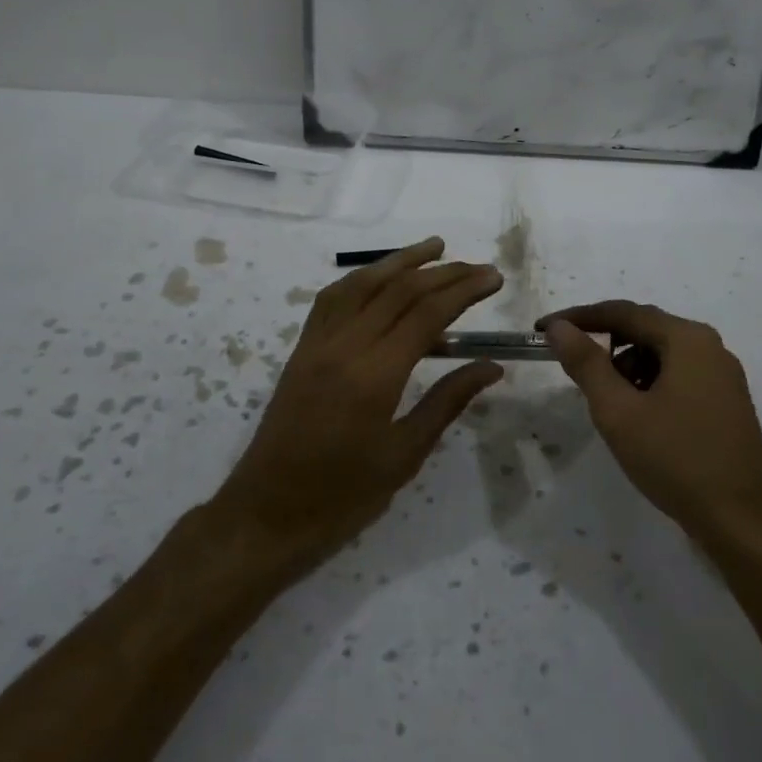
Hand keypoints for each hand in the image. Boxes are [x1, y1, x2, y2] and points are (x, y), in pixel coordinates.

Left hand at [214, 238, 503, 569]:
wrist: (267, 513)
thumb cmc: (343, 496)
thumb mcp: (404, 455)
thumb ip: (447, 401)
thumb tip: (491, 366)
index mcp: (374, 376)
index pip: (426, 314)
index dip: (464, 290)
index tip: (493, 278)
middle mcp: (344, 346)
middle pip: (398, 291)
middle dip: (443, 273)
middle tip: (478, 268)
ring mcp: (317, 343)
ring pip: (362, 283)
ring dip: (401, 261)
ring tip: (436, 249)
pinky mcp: (301, 348)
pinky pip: (332, 298)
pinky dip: (361, 278)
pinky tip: (380, 276)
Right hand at [540, 301, 761, 549]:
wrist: (745, 525)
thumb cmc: (677, 460)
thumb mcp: (619, 411)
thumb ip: (586, 362)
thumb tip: (559, 327)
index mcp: (687, 339)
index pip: (622, 312)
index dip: (578, 317)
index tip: (543, 330)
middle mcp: (709, 347)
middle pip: (643, 330)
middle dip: (604, 346)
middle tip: (572, 370)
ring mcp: (722, 376)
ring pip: (660, 355)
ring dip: (626, 369)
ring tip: (610, 406)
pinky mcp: (726, 403)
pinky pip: (677, 377)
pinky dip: (649, 386)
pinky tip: (639, 420)